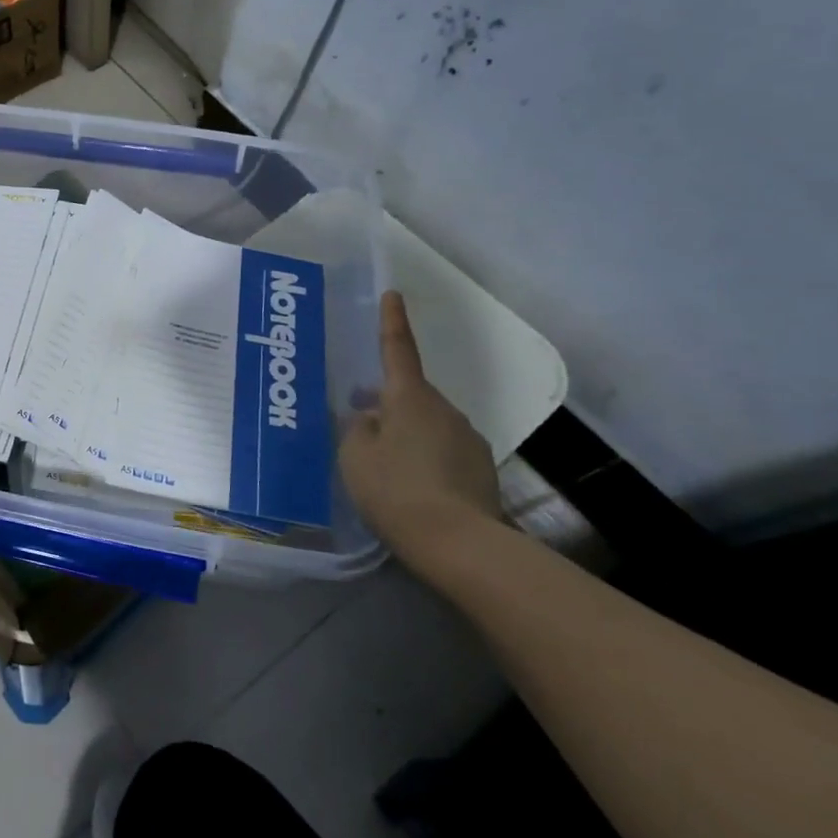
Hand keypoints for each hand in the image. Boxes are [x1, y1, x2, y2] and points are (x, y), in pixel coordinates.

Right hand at [339, 291, 502, 573]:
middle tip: (361, 422)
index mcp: (409, 398)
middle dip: (387, 402)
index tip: (393, 294)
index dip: (392, 321)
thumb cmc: (395, 489)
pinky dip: (427, 459)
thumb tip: (371, 418)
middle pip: (410, 395)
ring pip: (428, 425)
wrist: (459, 543)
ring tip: (386, 467)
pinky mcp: (481, 469)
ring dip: (408, 434)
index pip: (397, 349)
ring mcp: (468, 438)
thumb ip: (358, 429)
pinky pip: (444, 451)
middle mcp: (444, 409)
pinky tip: (413, 488)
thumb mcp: (356, 456)